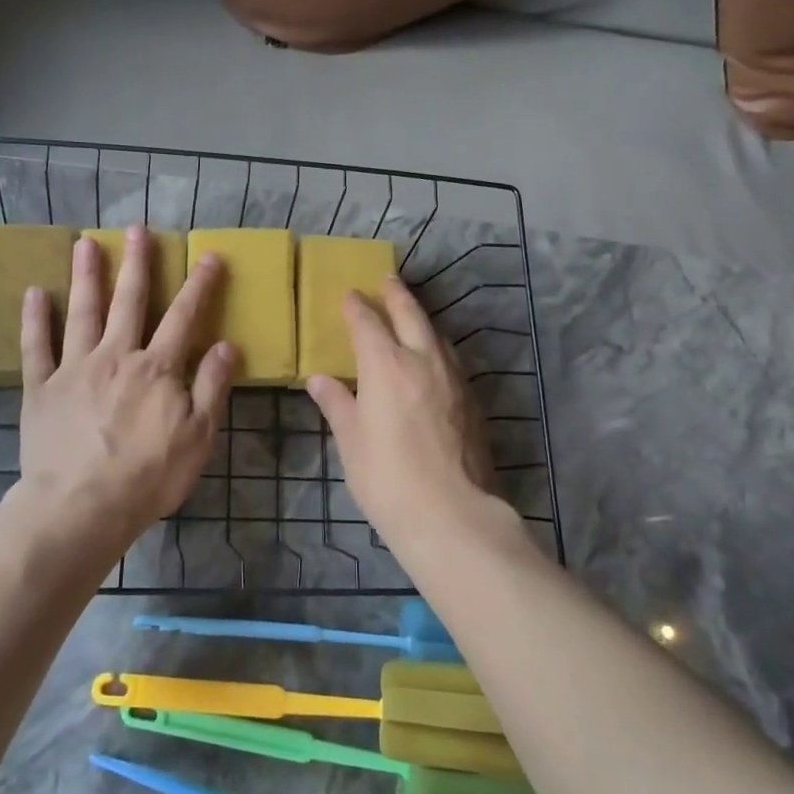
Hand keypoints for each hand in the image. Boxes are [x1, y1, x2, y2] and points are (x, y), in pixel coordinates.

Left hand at [15, 229, 233, 552]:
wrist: (82, 506)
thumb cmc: (149, 476)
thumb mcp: (198, 436)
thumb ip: (212, 387)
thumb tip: (227, 344)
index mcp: (158, 368)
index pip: (184, 317)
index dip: (199, 285)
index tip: (209, 256)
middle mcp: (117, 356)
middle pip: (129, 301)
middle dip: (136, 264)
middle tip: (136, 229)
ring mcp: (75, 368)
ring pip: (82, 312)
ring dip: (86, 276)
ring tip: (85, 244)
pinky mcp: (42, 388)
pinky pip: (36, 347)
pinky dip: (35, 319)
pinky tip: (34, 293)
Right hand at [307, 277, 496, 544]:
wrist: (452, 514)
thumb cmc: (387, 478)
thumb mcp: (352, 442)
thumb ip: (338, 404)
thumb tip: (319, 379)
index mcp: (386, 365)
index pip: (367, 323)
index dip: (356, 307)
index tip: (349, 295)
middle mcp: (423, 360)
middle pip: (410, 314)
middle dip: (396, 294)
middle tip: (387, 279)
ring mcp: (454, 378)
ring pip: (437, 334)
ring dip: (421, 318)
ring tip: (411, 313)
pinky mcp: (473, 400)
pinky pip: (451, 358)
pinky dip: (437, 346)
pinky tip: (433, 358)